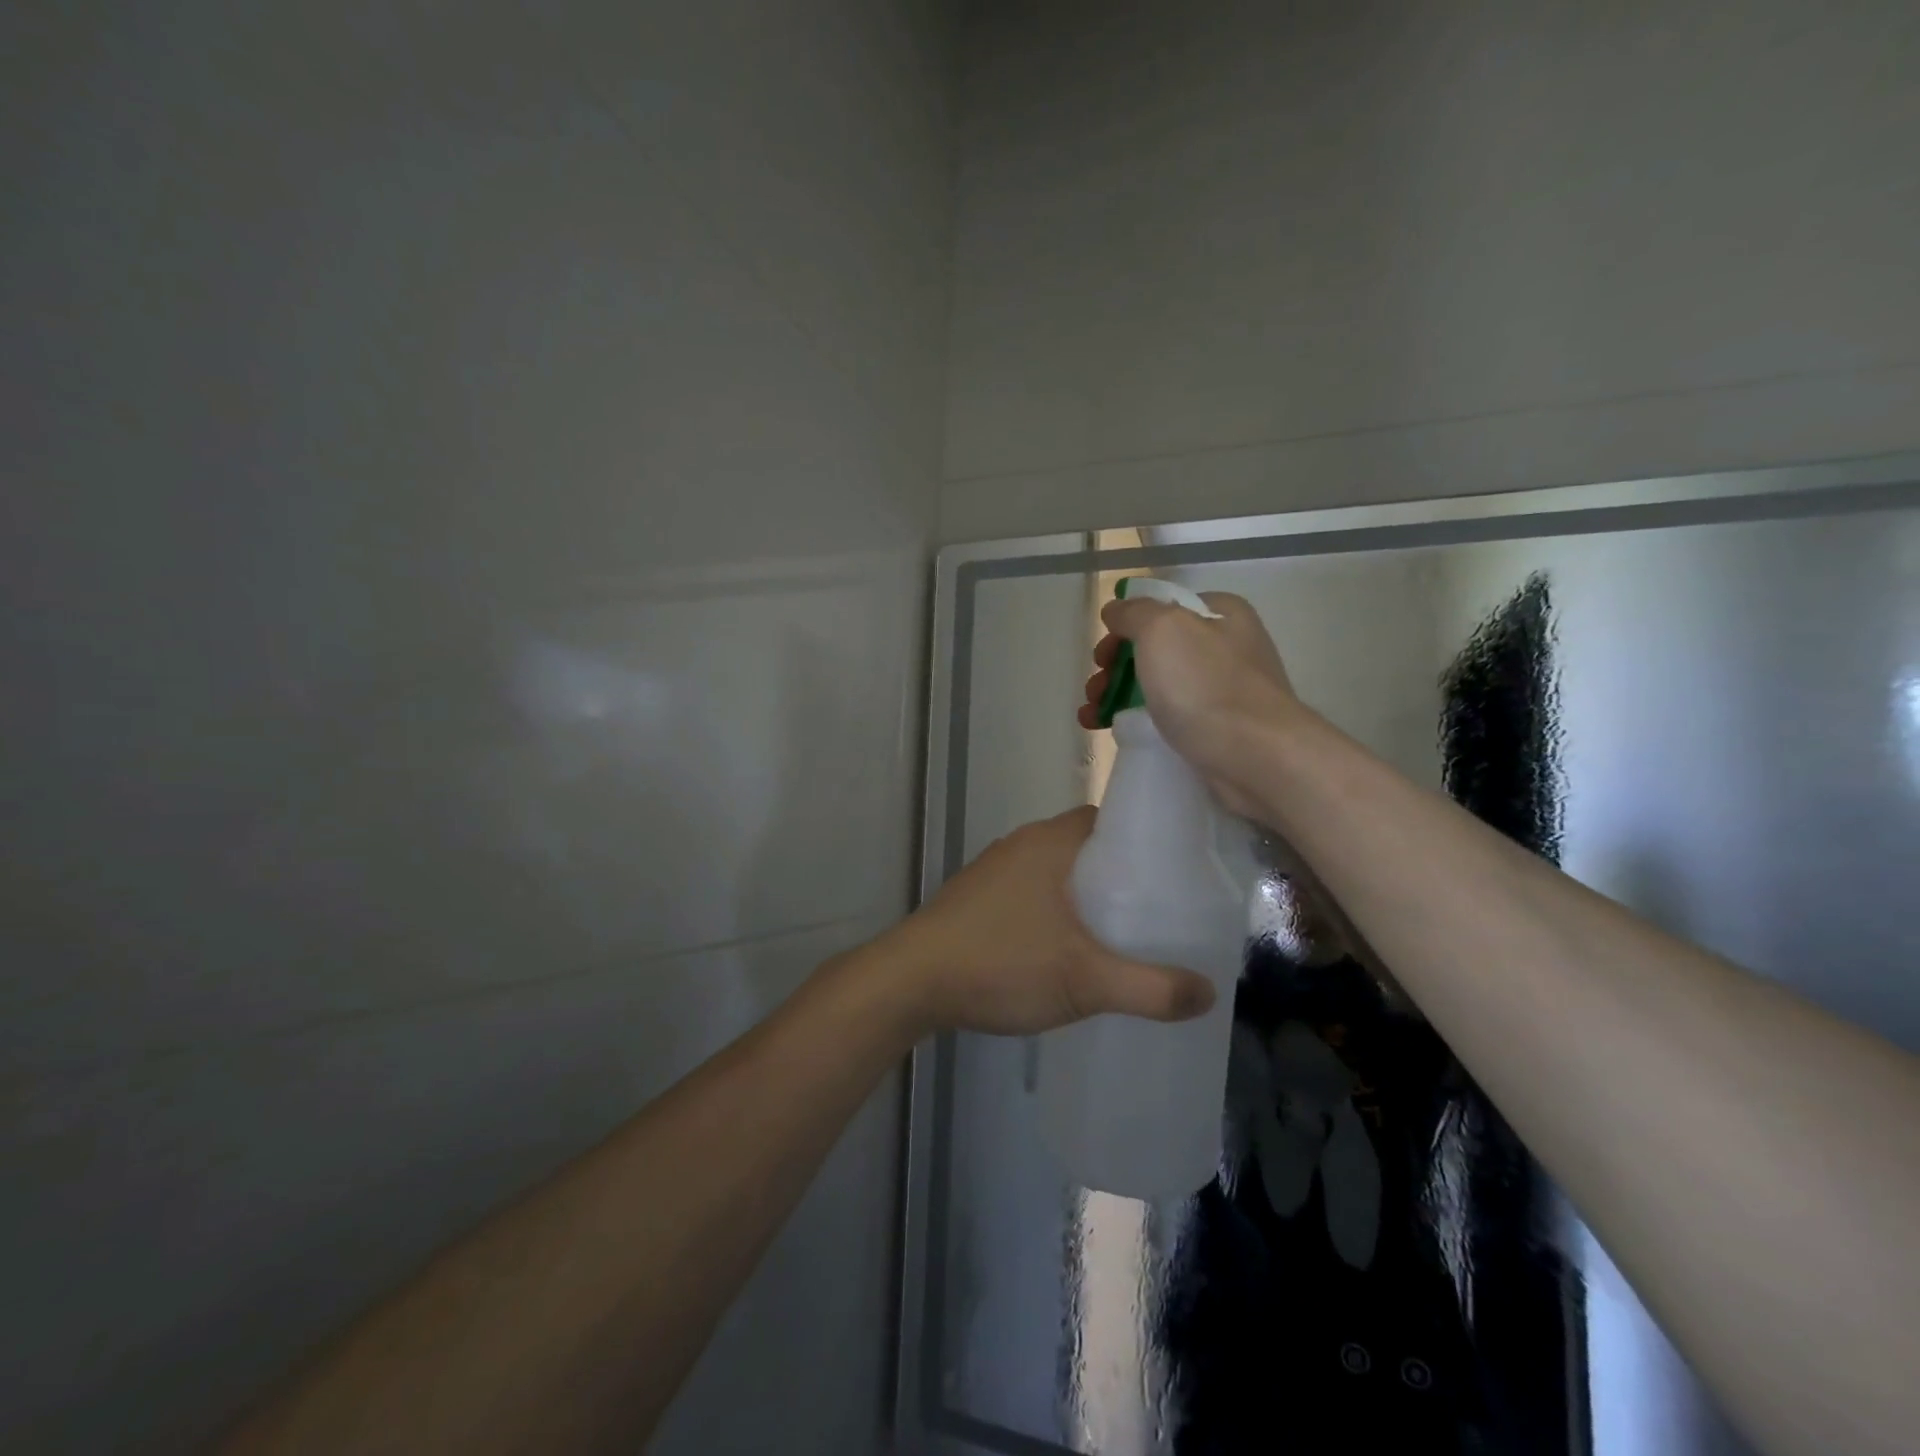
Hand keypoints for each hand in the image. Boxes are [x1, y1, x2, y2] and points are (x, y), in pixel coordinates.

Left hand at [885, 808, 1215, 1036]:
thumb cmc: (1000, 963)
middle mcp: (1024, 844)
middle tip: (1161, 909)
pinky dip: (1058, 909)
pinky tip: (1069, 946)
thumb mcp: (1084, 980)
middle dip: (1124, 873)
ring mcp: (996, 869)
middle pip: (1088, 846)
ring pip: (1059, 871)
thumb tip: (1207, 992)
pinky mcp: (978, 897)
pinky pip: (1033, 891)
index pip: (1112, 818)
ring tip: (1124, 931)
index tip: (1180, 870)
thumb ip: (1150, 989)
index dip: (1148, 838)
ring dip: (1088, 894)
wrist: (910, 981)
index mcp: (1051, 842)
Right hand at [1078, 590, 1299, 818]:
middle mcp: (1226, 646)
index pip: (1161, 608)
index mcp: (1220, 614)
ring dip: (1118, 696)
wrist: (1256, 757)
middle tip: (1095, 690)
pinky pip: (1170, 717)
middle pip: (1155, 649)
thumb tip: (1116, 611)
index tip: (1101, 656)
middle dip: (1115, 668)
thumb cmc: (1206, 685)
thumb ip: (1134, 612)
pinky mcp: (1219, 728)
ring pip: (1158, 685)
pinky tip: (1114, 732)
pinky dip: (1139, 721)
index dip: (1124, 628)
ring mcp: (1224, 689)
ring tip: (1091, 716)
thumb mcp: (1162, 629)